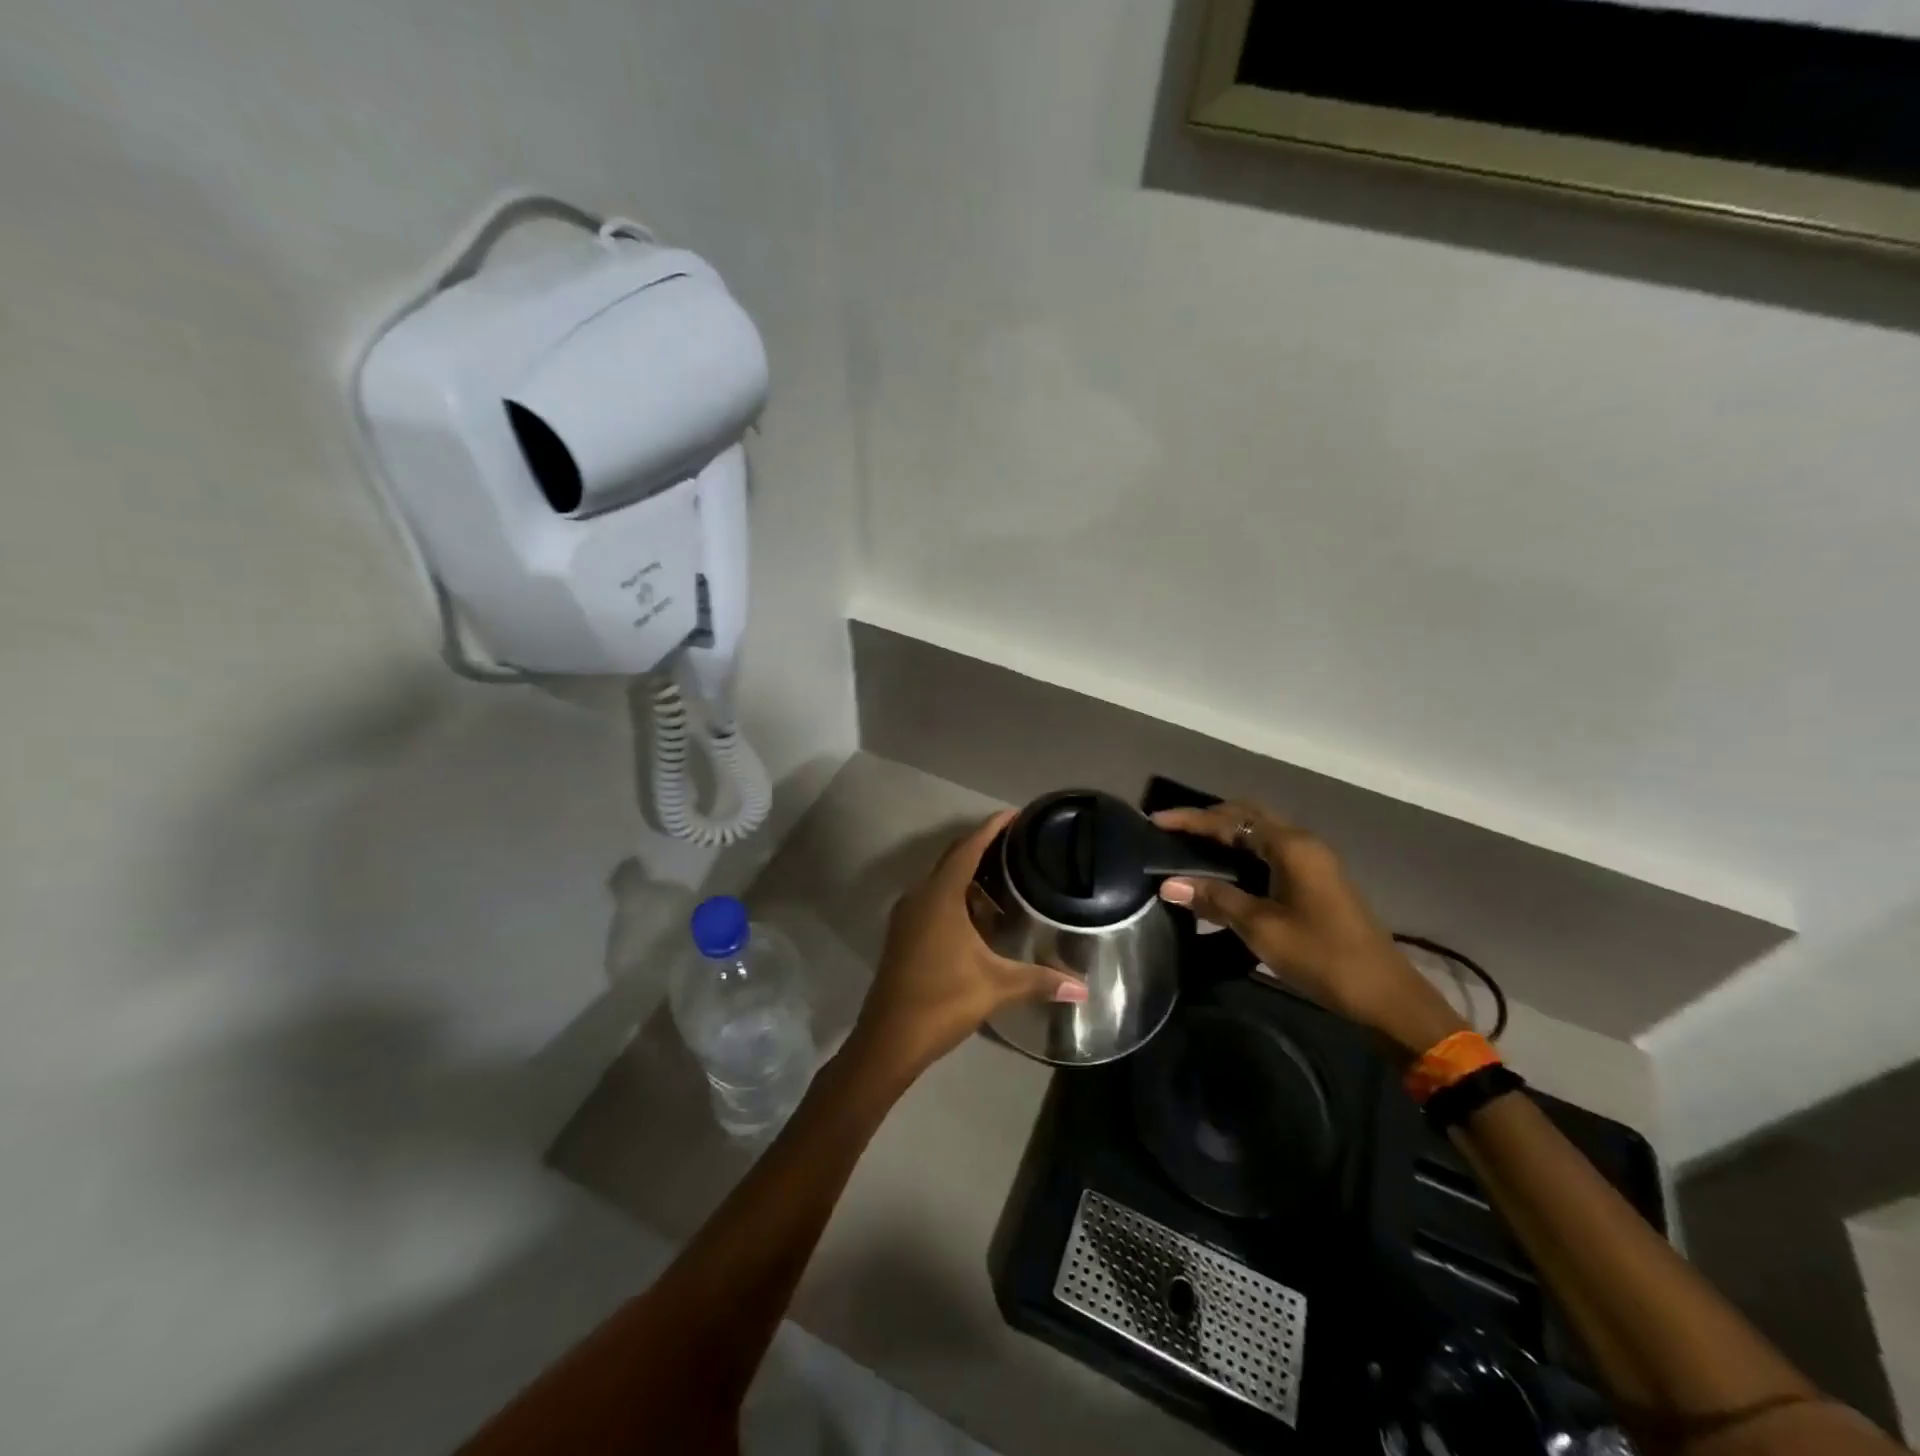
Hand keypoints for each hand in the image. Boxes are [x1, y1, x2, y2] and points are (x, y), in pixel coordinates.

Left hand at [846, 810, 1086, 1086]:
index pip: (968, 847)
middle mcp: (919, 896)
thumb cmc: (942, 1000)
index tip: (1015, 814)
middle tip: (1018, 845)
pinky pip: (933, 900)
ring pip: (941, 882)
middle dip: (982, 847)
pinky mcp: (903, 934)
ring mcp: (907, 916)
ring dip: (969, 877)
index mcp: (940, 896)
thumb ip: (1040, 980)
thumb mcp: (996, 986)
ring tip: (1006, 882)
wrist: (888, 1039)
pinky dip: (957, 898)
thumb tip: (1083, 989)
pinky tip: (979, 919)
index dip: (991, 828)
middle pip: (952, 858)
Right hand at [1151, 802, 1466, 1058]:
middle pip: (1247, 816)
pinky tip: (1222, 869)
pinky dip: (1241, 851)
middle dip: (1208, 818)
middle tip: (1171, 829)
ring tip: (1188, 845)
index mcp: (1291, 846)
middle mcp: (1302, 843)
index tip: (1154, 820)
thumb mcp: (1261, 928)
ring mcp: (1312, 861)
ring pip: (1259, 833)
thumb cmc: (1321, 956)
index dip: (1190, 819)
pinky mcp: (1315, 880)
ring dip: (1226, 834)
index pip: (1230, 820)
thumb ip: (1215, 899)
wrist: (1384, 994)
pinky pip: (1269, 851)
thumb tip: (1168, 884)